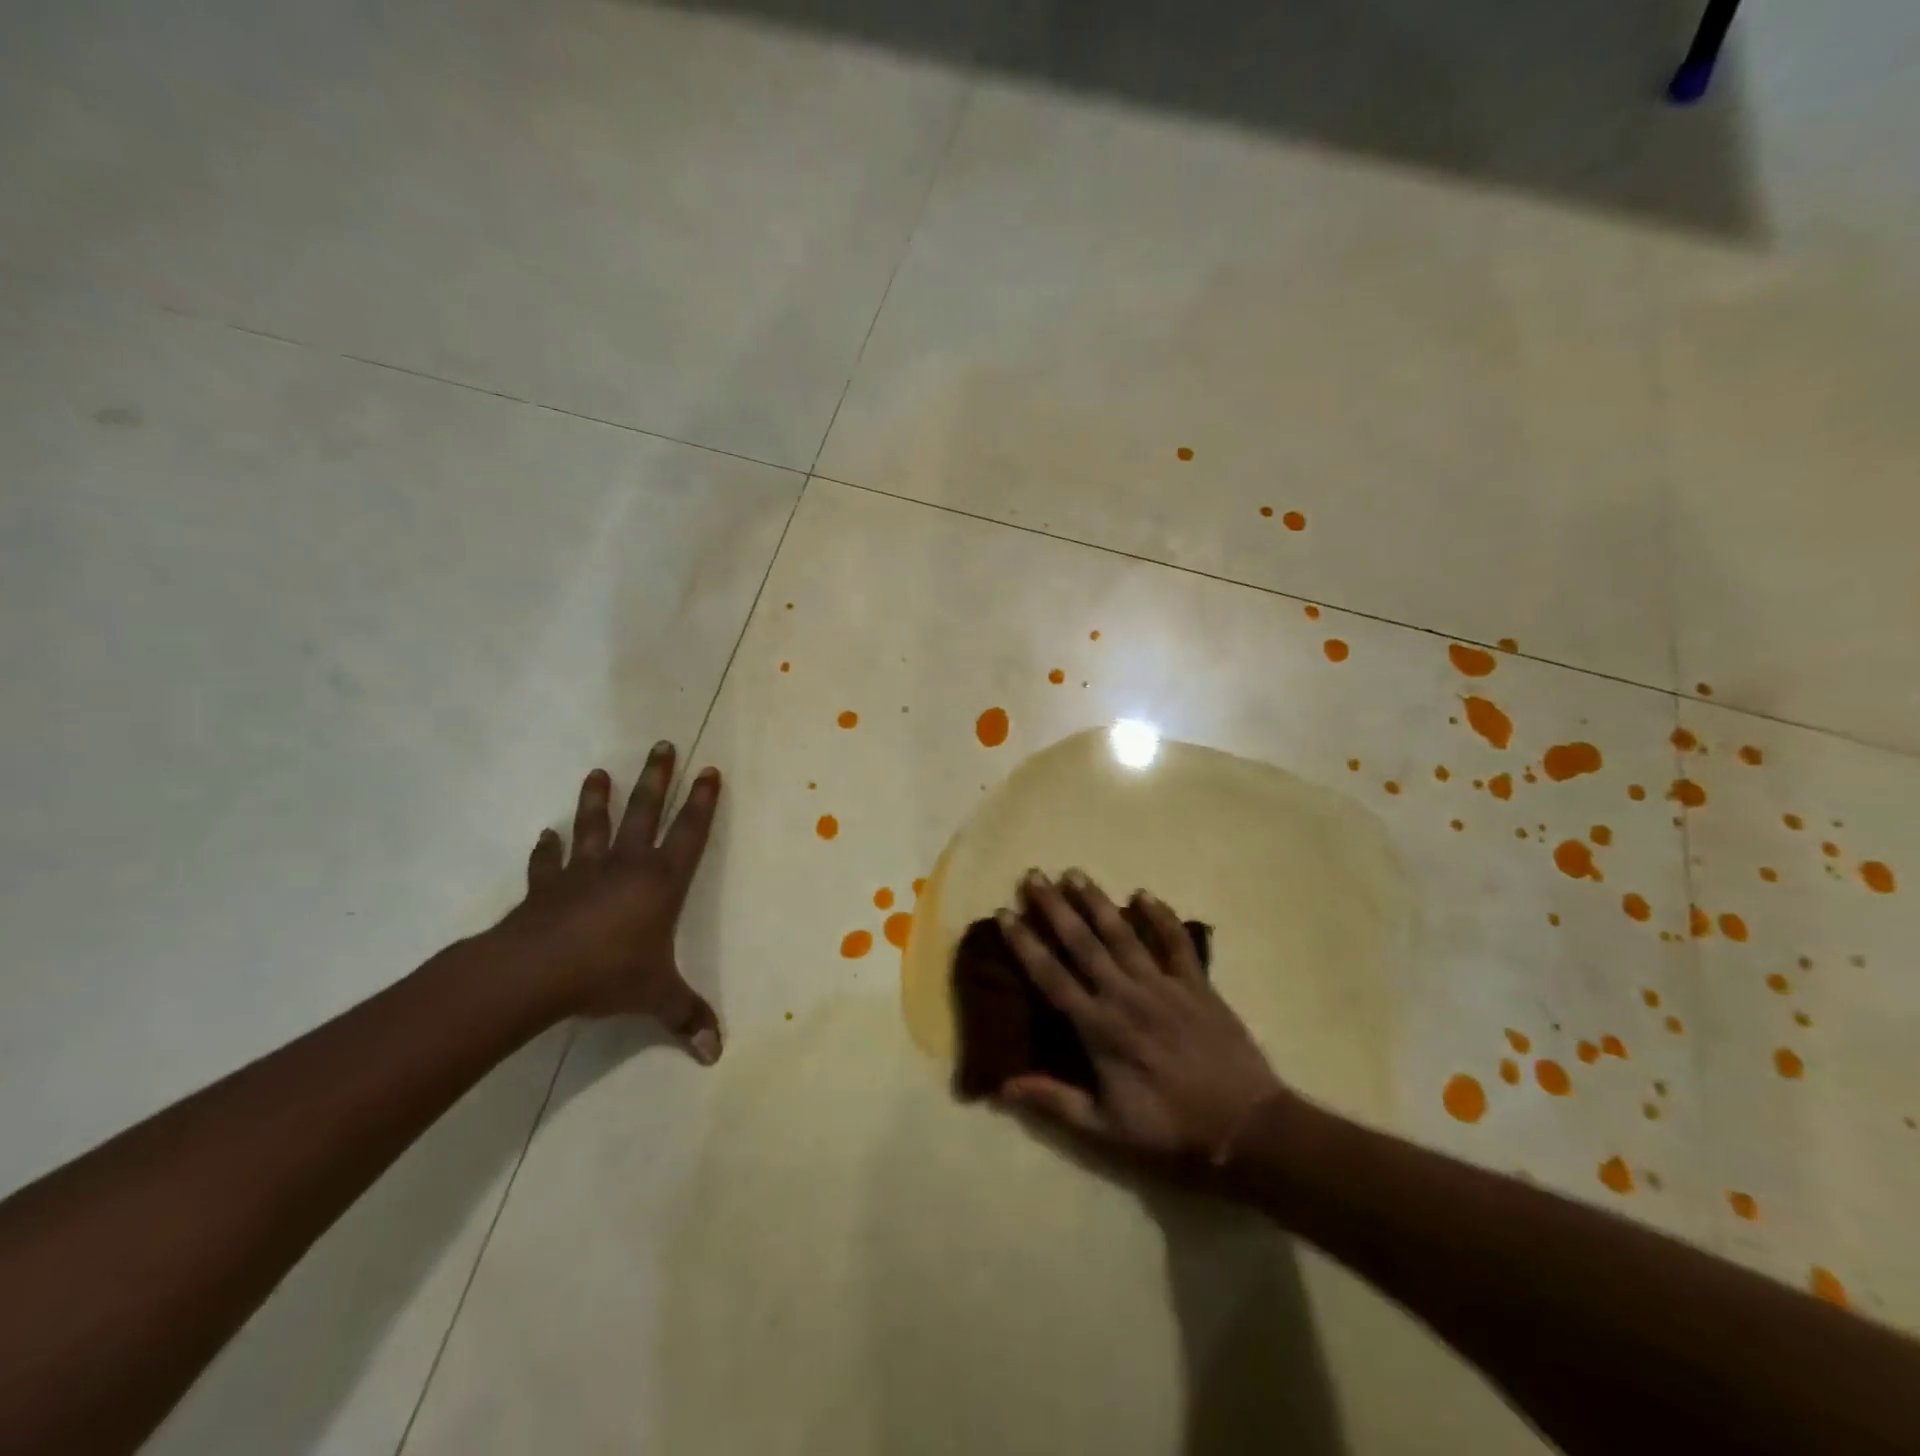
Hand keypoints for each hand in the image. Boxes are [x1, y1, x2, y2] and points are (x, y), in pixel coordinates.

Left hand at [494, 742, 723, 1063]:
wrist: (534, 974)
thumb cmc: (608, 974)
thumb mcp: (656, 996)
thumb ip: (686, 1017)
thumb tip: (716, 1054)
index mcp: (660, 882)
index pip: (690, 833)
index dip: (703, 802)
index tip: (710, 770)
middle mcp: (626, 866)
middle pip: (646, 812)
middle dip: (657, 778)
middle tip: (663, 745)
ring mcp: (582, 872)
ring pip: (595, 825)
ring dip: (598, 799)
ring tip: (599, 771)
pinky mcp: (546, 887)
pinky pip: (547, 862)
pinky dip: (546, 849)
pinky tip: (544, 835)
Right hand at [996, 869, 1288, 1163]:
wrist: (1246, 1127)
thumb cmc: (1170, 1129)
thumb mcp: (1105, 1128)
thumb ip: (1054, 1101)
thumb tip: (1002, 1085)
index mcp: (1099, 1028)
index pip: (1052, 977)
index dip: (1025, 944)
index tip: (1005, 913)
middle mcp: (1126, 995)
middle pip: (1083, 943)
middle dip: (1055, 907)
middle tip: (1034, 875)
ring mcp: (1163, 985)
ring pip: (1123, 934)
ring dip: (1097, 901)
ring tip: (1074, 873)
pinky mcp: (1196, 984)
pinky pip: (1176, 942)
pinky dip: (1161, 916)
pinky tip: (1144, 893)